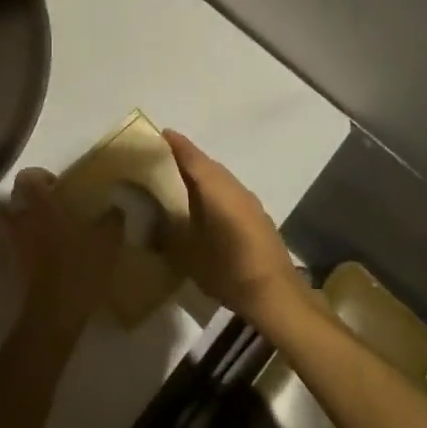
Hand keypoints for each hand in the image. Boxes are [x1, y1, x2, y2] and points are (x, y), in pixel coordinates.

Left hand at [0, 168, 122, 330]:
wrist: (55, 313)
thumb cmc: (80, 268)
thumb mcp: (108, 241)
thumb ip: (112, 220)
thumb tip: (114, 209)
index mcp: (43, 206)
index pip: (27, 177)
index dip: (39, 175)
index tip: (58, 185)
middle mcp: (24, 220)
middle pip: (15, 198)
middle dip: (31, 198)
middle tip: (55, 206)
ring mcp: (16, 244)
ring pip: (13, 222)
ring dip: (28, 221)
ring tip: (54, 229)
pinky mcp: (17, 266)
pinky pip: (19, 244)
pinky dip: (29, 243)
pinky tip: (53, 253)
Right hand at [163, 130, 300, 324]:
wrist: (275, 294)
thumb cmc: (227, 270)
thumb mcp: (187, 254)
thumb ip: (167, 234)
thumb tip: (151, 221)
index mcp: (216, 189)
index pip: (193, 158)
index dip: (177, 145)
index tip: (162, 133)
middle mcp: (234, 188)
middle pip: (208, 165)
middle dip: (188, 159)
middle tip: (165, 158)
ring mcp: (250, 202)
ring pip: (221, 179)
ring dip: (203, 176)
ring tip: (181, 182)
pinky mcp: (258, 217)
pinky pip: (230, 193)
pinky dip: (215, 192)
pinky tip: (206, 207)